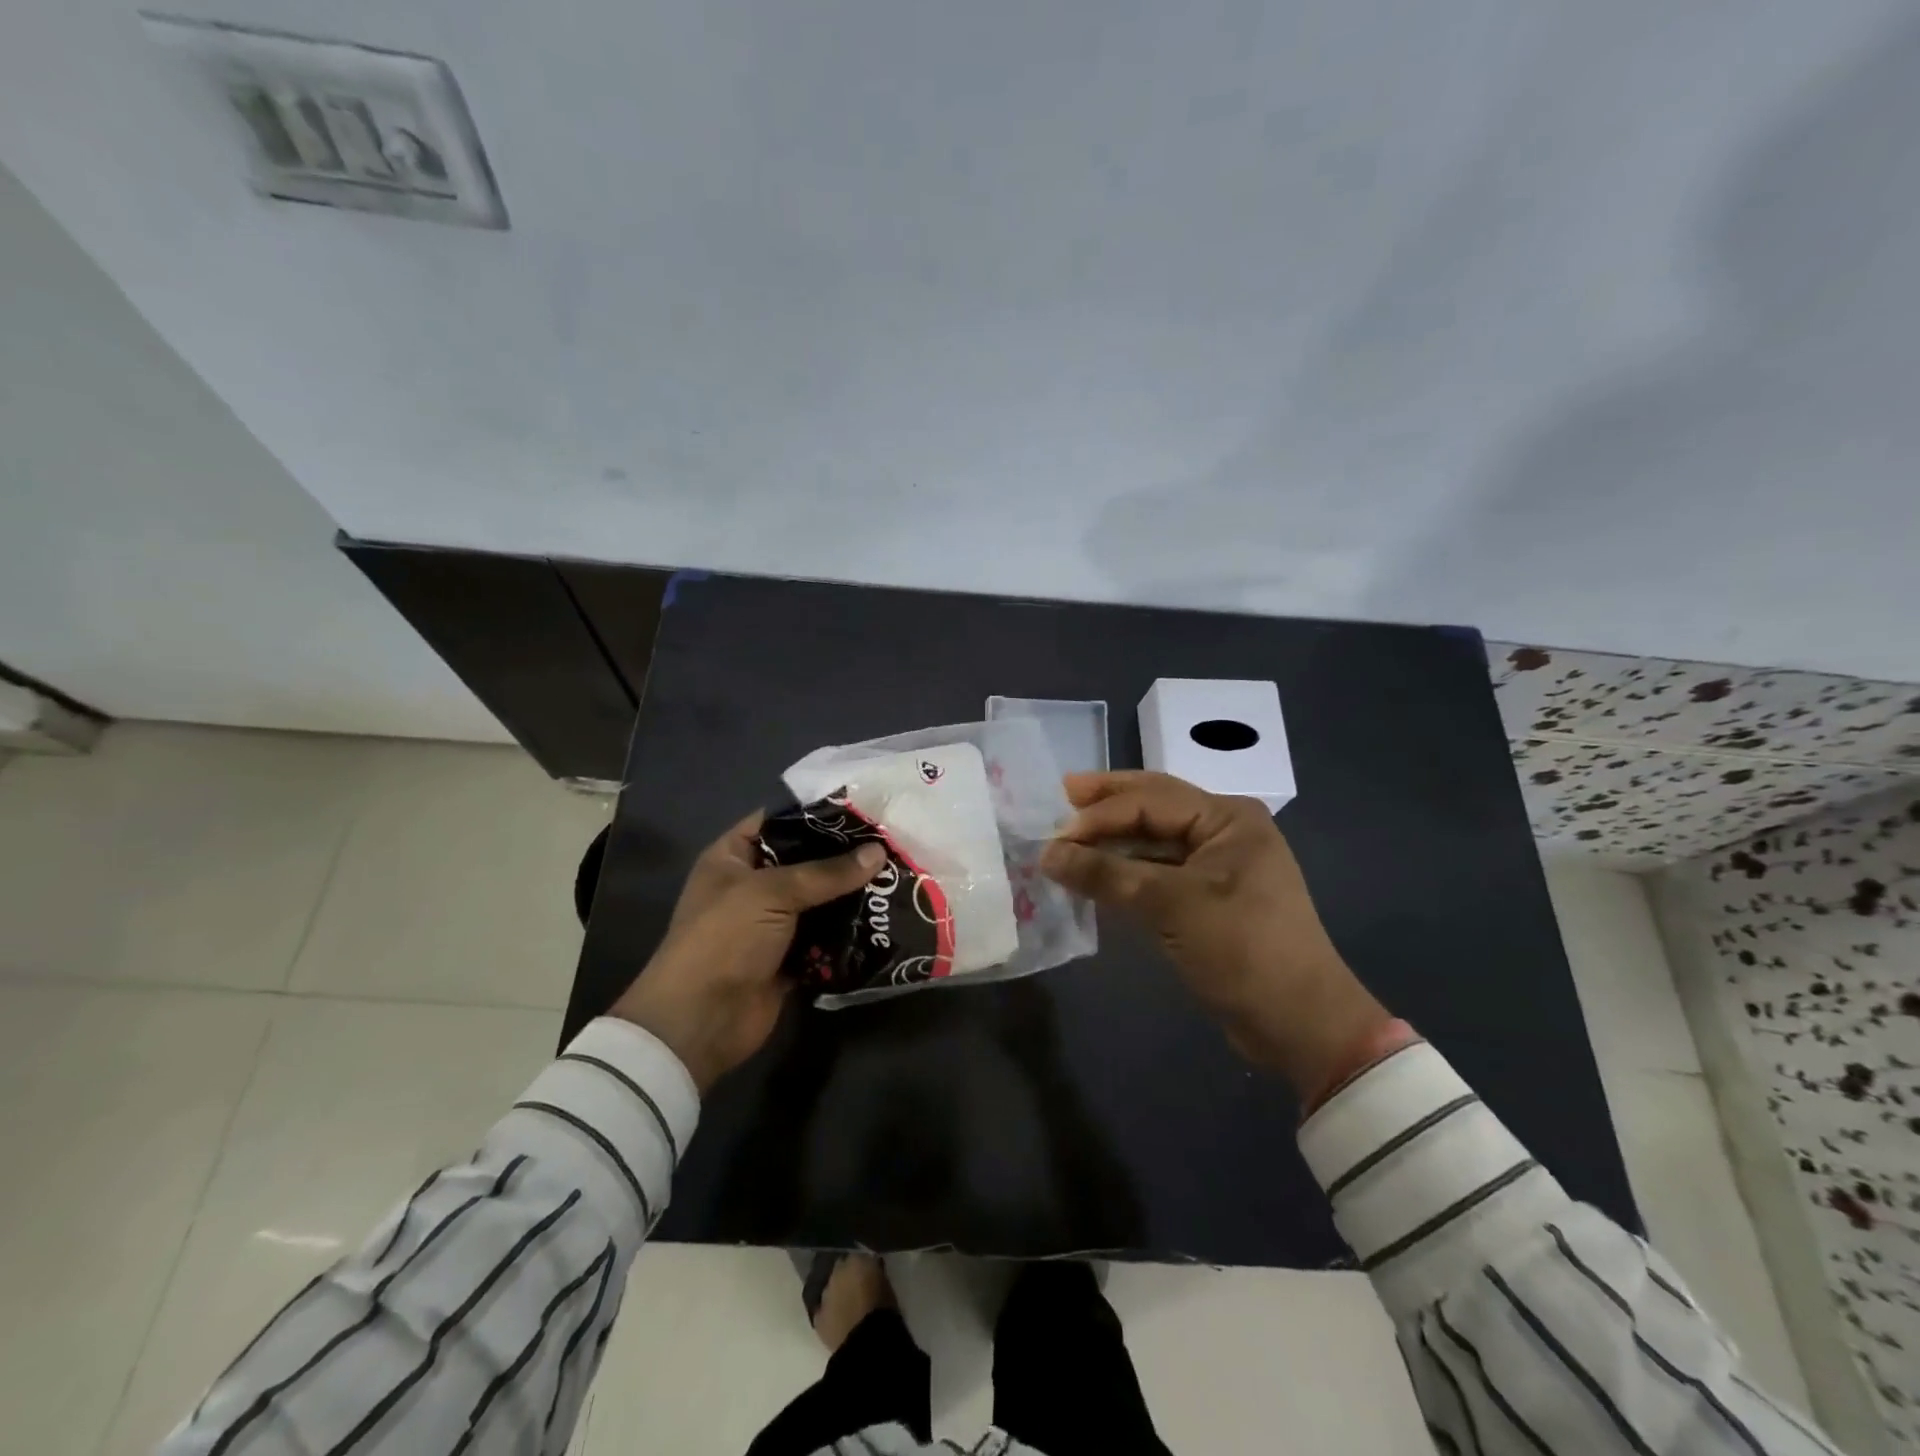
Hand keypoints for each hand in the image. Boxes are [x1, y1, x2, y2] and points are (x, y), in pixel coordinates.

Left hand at [611, 811, 884, 1091]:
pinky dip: (850, 930)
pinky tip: (886, 916)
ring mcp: (772, 923)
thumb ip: (826, 872)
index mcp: (733, 857)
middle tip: (891, 842)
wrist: (701, 1021)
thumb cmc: (725, 939)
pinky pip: (826, 936)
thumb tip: (878, 852)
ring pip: (820, 899)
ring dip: (852, 894)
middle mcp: (752, 885)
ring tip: (897, 875)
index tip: (862, 807)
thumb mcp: (771, 893)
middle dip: (845, 855)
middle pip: (805, 861)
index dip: (816, 813)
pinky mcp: (791, 956)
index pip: (778, 821)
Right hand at [1039, 771, 1388, 1097]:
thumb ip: (1106, 874)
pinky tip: (1097, 871)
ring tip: (1071, 834)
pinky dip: (1126, 869)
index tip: (1055, 834)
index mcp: (1227, 818)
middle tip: (1063, 792)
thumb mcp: (1169, 905)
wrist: (1299, 1023)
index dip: (1100, 814)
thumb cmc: (1241, 948)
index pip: (1151, 800)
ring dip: (1114, 839)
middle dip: (1108, 802)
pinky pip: (1158, 871)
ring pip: (1154, 840)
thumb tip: (1048, 854)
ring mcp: (1217, 865)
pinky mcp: (1208, 898)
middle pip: (1154, 806)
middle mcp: (1224, 831)